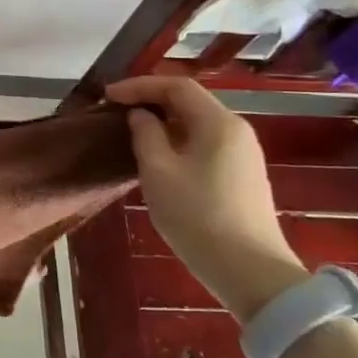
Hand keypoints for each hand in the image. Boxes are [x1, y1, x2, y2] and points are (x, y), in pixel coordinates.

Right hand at [106, 77, 306, 321]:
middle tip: (116, 108)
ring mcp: (243, 154)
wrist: (250, 271)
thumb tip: (140, 115)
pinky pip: (205, 142)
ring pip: (197, 122)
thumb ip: (145, 135)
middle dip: (151, 99)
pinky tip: (158, 154)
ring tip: (131, 129)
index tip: (107, 96)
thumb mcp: (158, 171)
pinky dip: (177, 138)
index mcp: (218, 123)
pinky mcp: (243, 175)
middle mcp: (236, 130)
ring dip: (163, 120)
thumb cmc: (197, 215)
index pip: (176, 86)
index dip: (138, 86)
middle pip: (190, 101)